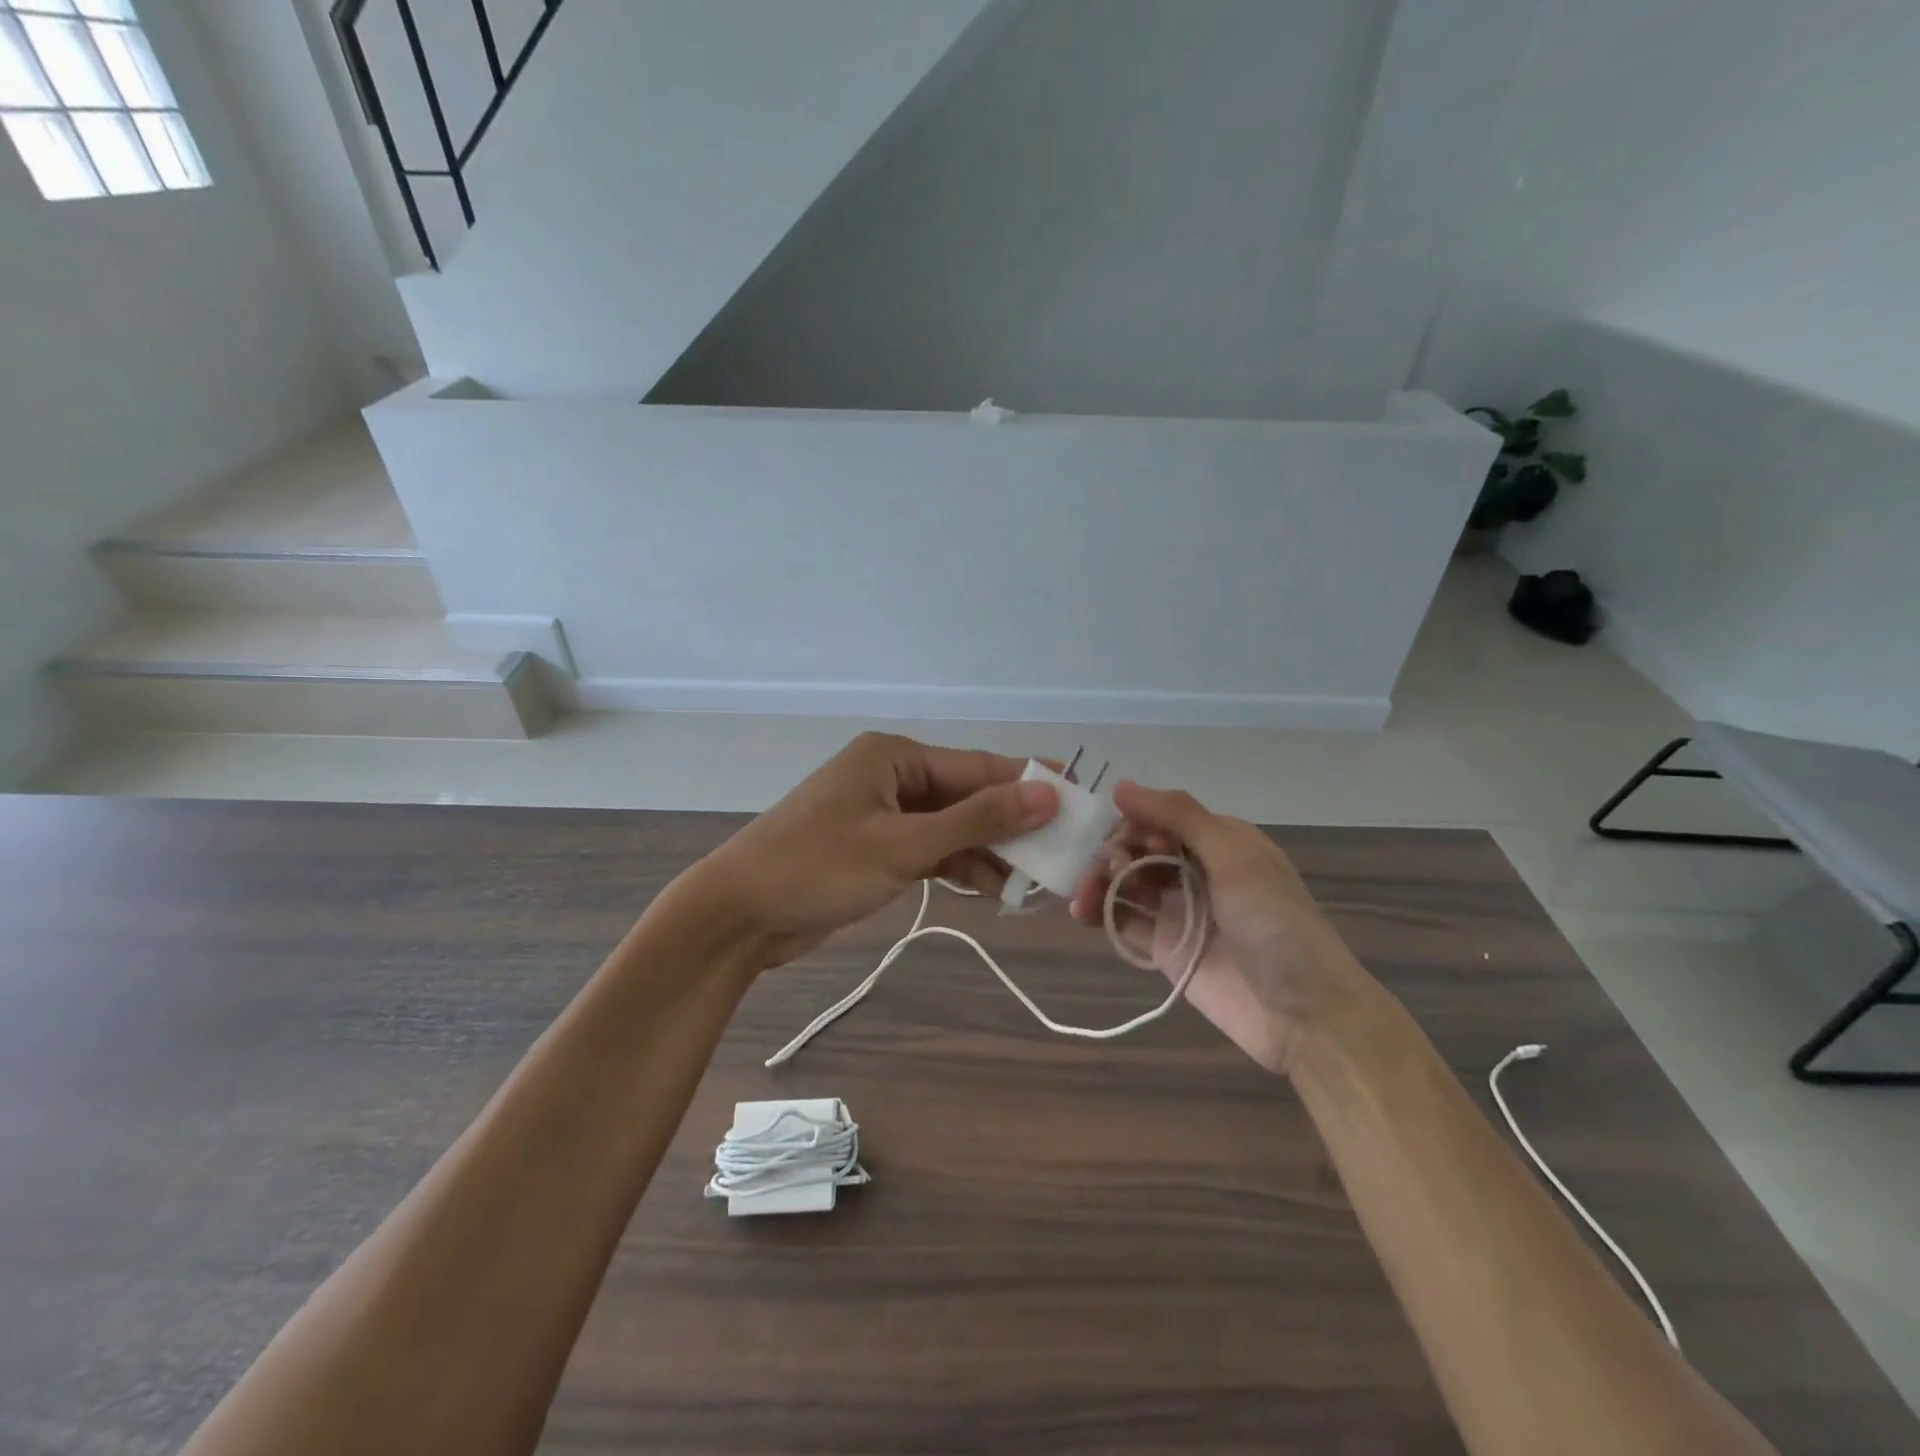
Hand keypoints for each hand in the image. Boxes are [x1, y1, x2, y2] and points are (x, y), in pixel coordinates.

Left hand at [687, 732, 1057, 968]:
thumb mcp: (903, 844)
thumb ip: (975, 820)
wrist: (738, 915)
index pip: (978, 767)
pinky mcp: (878, 848)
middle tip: (1063, 852)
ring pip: (953, 826)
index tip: (1079, 802)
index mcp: (895, 756)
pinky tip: (992, 888)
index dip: (1029, 785)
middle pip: (968, 796)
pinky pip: (932, 849)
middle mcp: (893, 776)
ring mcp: (884, 813)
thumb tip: (1045, 794)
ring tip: (1034, 880)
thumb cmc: (818, 868)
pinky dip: (959, 867)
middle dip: (1011, 825)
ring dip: (989, 851)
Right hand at [1069, 782, 1375, 1075]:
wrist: (1304, 1014)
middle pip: (1138, 847)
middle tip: (1108, 868)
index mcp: (1218, 841)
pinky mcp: (1163, 947)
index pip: (1160, 816)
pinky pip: (1123, 921)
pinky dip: (1098, 912)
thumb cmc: (1275, 923)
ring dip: (1099, 879)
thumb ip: (1179, 816)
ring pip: (1125, 881)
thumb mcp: (1234, 856)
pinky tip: (1081, 913)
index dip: (1137, 822)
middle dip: (1113, 850)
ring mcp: (1177, 909)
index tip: (1130, 840)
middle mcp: (1194, 869)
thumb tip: (1120, 785)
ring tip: (1084, 896)